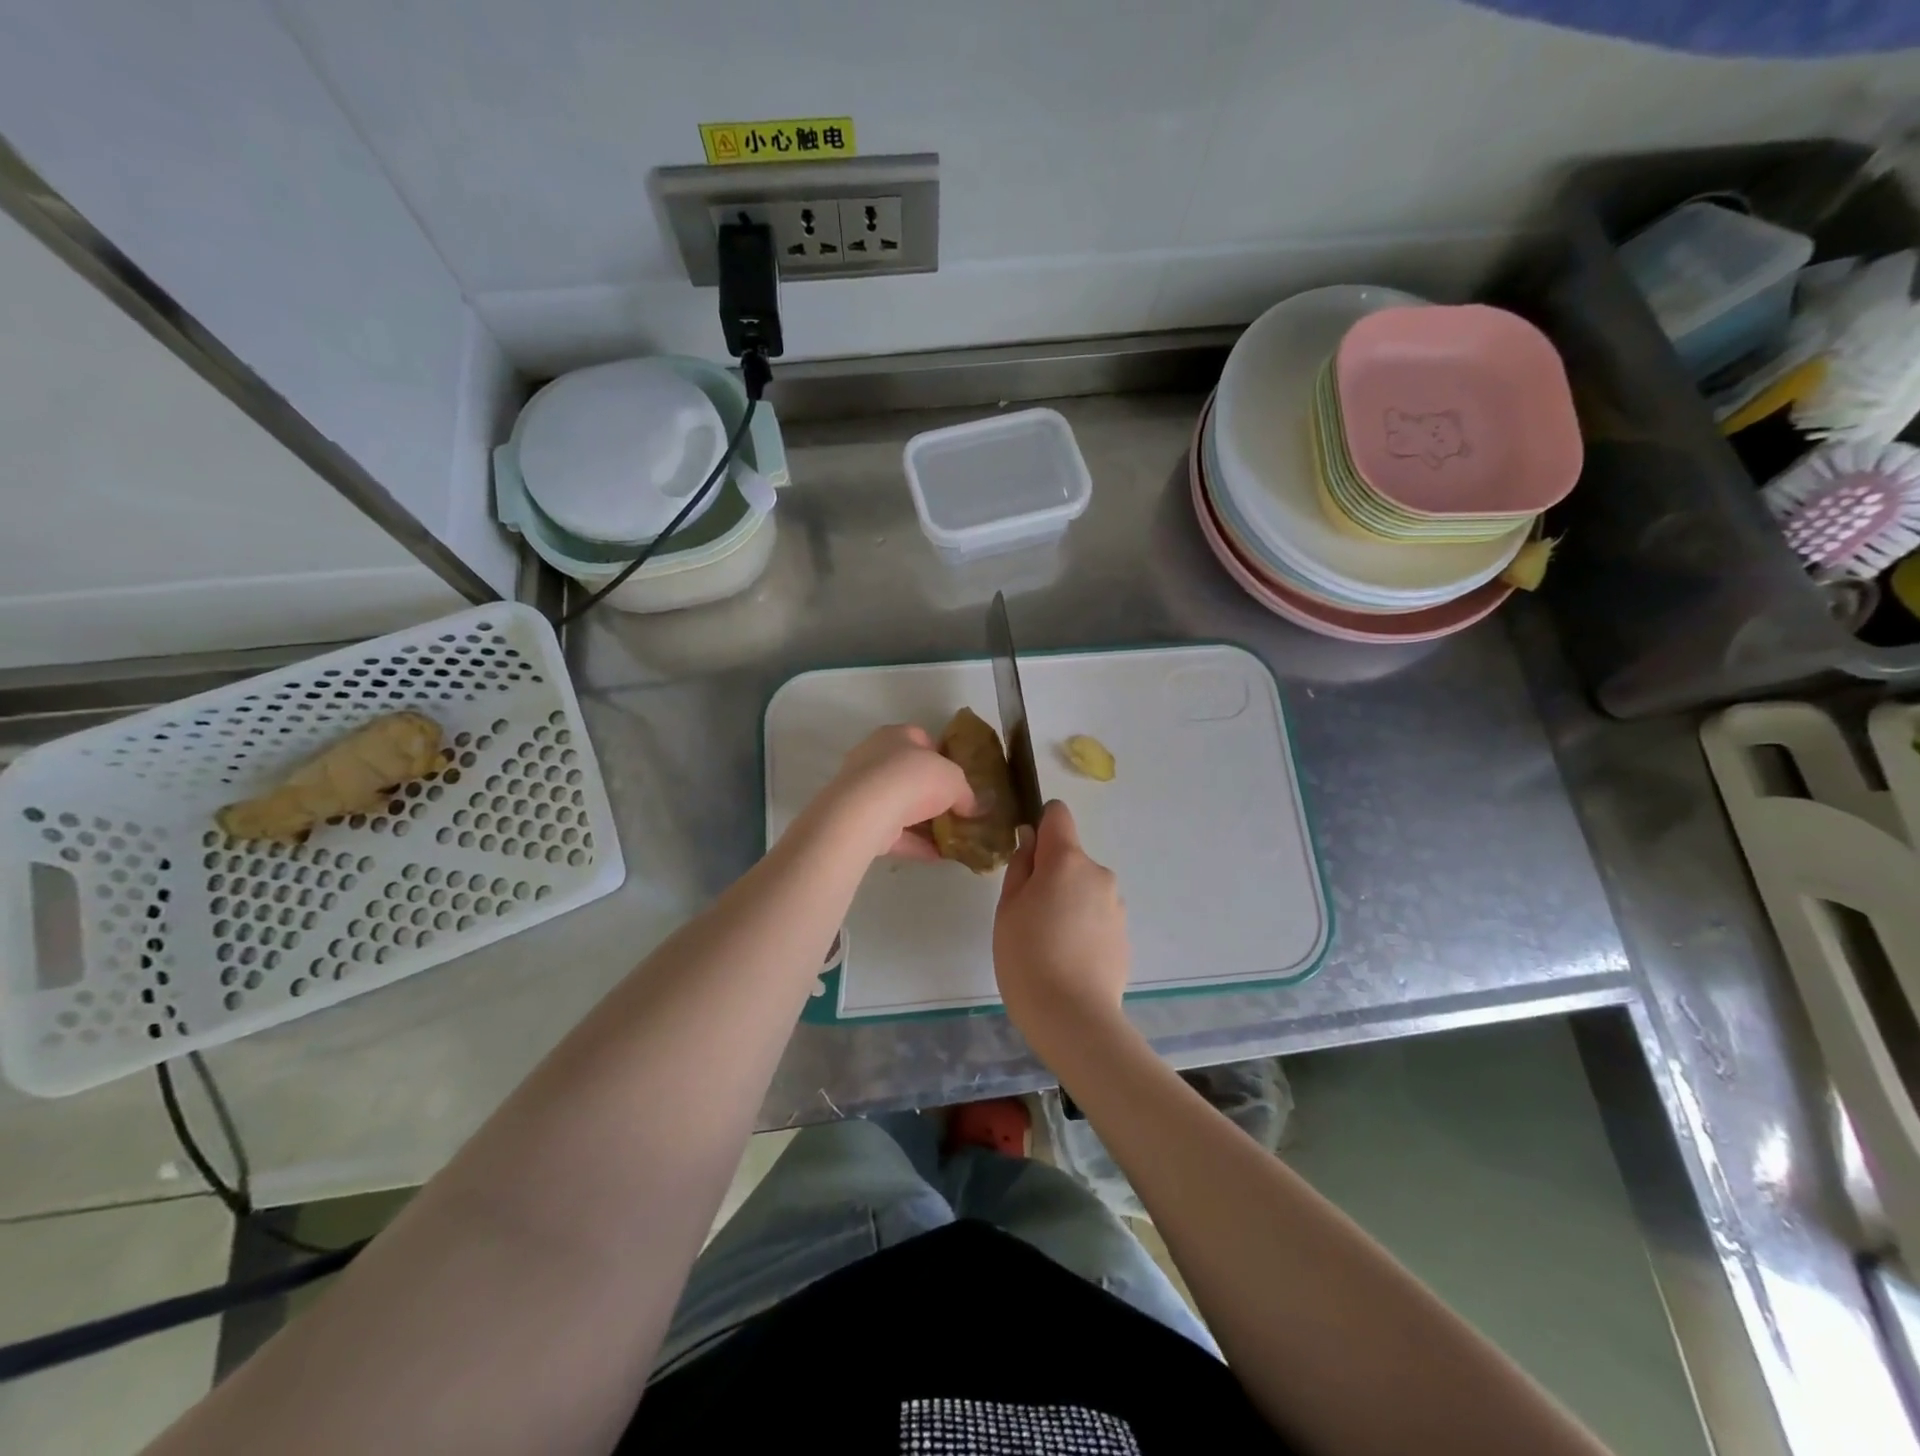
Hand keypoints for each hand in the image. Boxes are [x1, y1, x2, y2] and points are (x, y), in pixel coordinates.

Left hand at [815, 724, 976, 861]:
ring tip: (950, 837)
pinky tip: (937, 855)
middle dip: (931, 793)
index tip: (958, 778)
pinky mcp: (859, 821)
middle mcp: (875, 758)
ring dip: (923, 822)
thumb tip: (974, 807)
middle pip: (908, 775)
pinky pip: (892, 832)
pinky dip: (914, 843)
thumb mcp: (954, 780)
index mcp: (896, 736)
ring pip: (899, 806)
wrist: (867, 811)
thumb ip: (966, 793)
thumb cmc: (913, 778)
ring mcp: (863, 791)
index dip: (942, 757)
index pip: (921, 739)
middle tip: (955, 810)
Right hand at [993, 801, 1129, 1050]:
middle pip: (1069, 858)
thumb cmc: (1027, 957)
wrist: (1074, 1018)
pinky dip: (1082, 926)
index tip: (1026, 855)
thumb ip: (1021, 867)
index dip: (1040, 826)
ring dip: (1067, 902)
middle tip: (1027, 915)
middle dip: (1050, 875)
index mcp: (1067, 860)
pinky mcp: (1124, 934)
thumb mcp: (1008, 908)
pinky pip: (1097, 915)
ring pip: (1084, 889)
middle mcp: (1099, 873)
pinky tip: (1068, 959)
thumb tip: (1031, 841)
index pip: (1057, 815)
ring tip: (1048, 943)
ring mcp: (1116, 905)